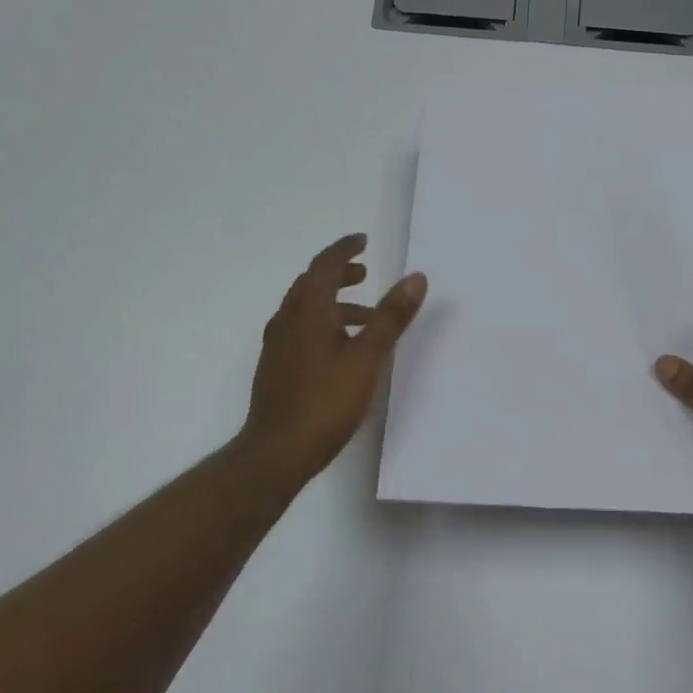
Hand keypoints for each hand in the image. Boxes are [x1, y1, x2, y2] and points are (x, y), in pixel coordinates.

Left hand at [237, 233, 426, 486]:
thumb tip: (415, 277)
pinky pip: (301, 331)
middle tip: (365, 273)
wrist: (277, 451)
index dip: (344, 250)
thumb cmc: (325, 401)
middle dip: (339, 275)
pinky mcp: (276, 368)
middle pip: (311, 284)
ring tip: (366, 318)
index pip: (324, 266)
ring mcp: (278, 346)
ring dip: (334, 303)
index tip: (363, 241)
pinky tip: (342, 350)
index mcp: (308, 312)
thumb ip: (391, 317)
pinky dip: (324, 325)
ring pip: (306, 310)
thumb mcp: (367, 358)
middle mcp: (287, 321)